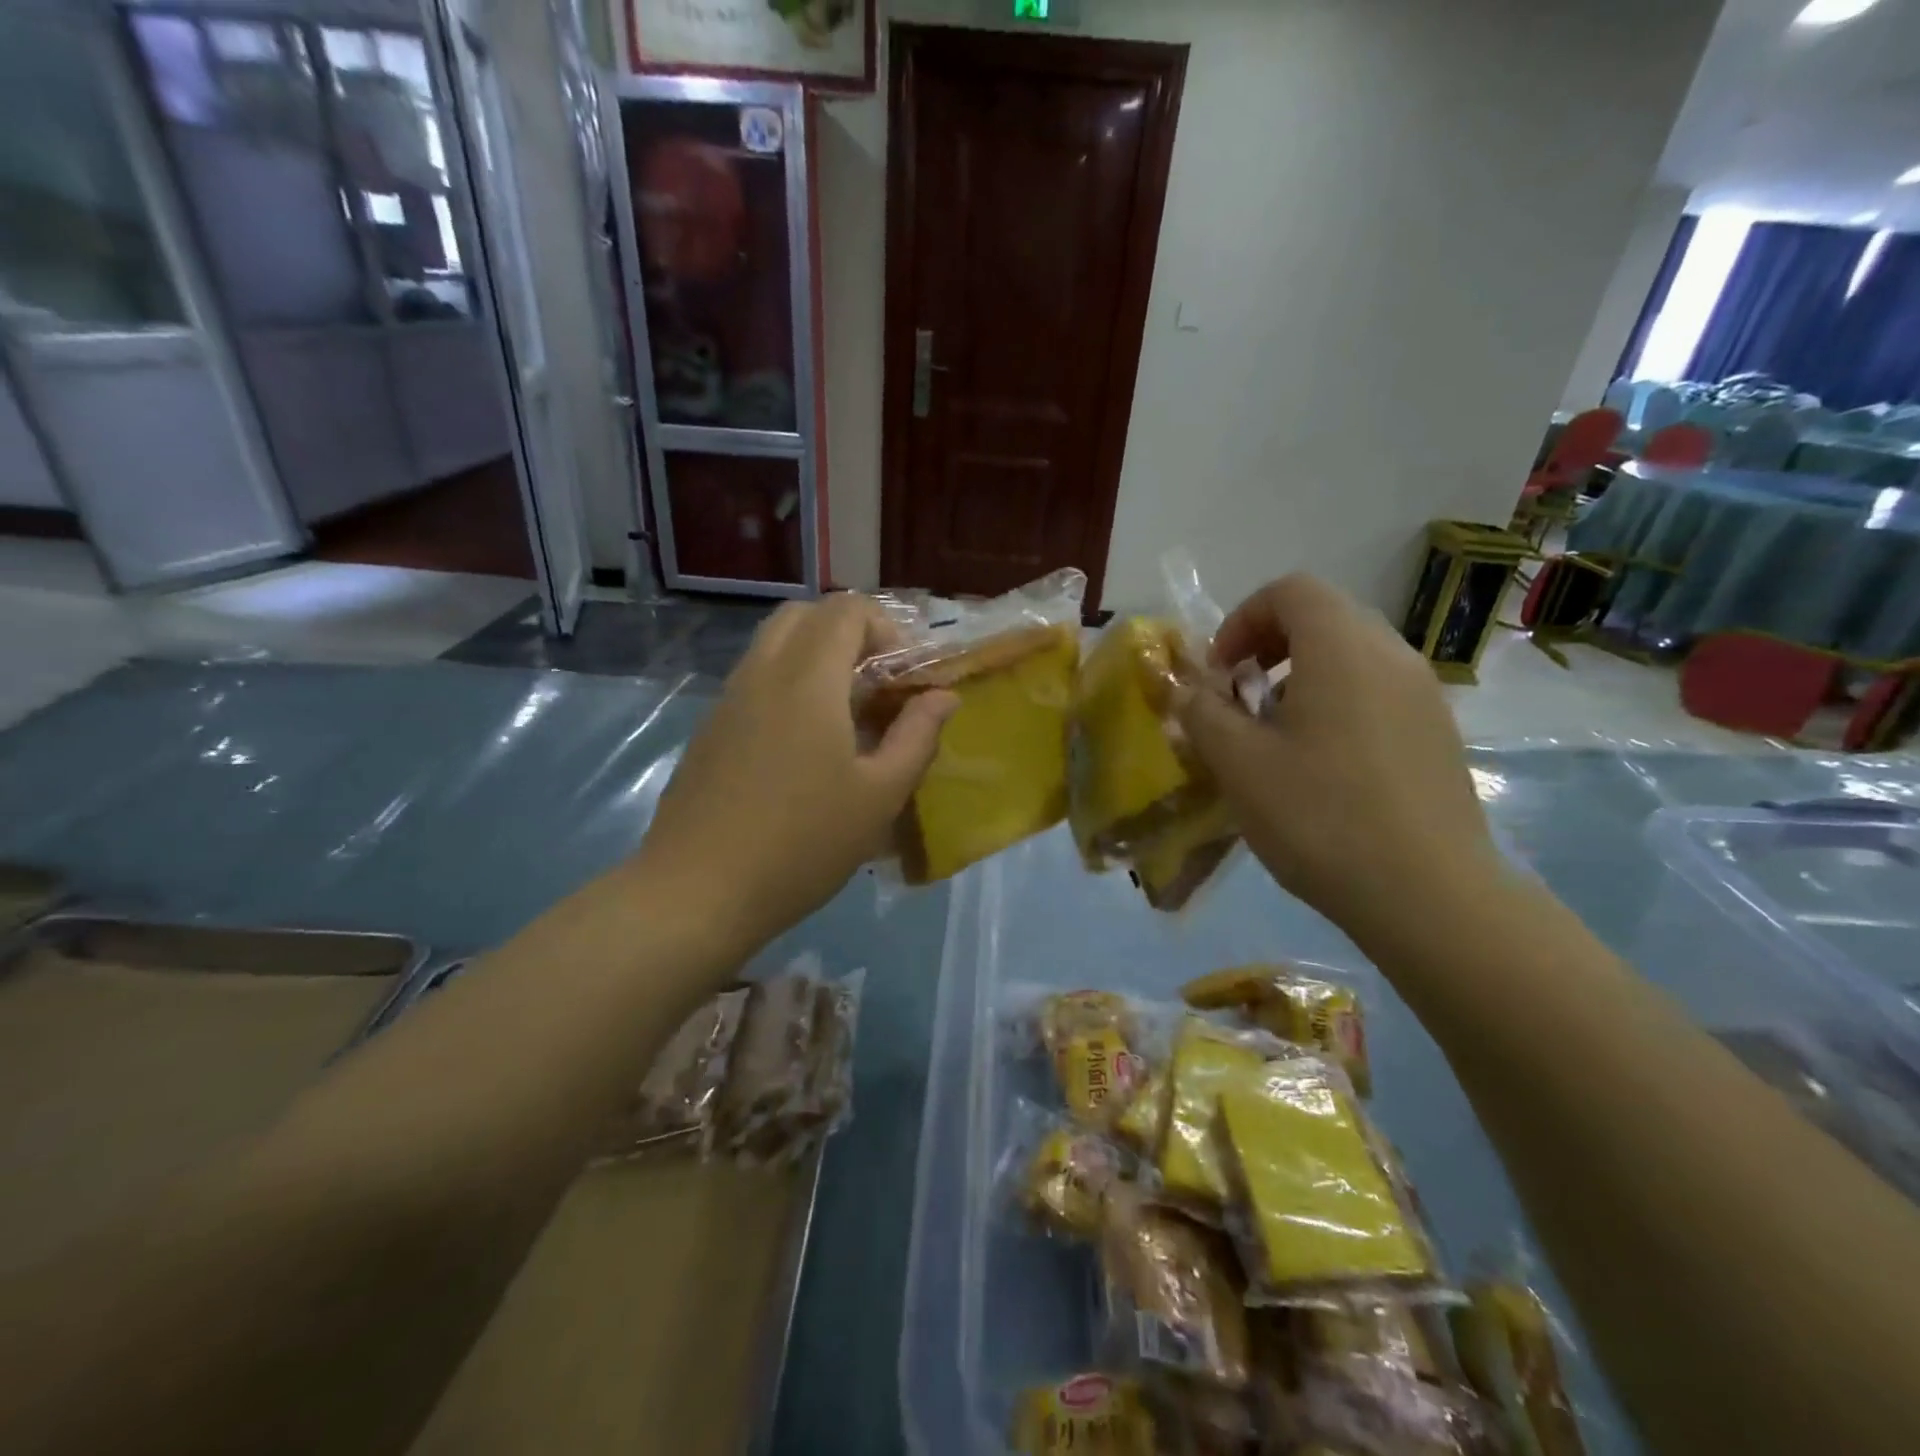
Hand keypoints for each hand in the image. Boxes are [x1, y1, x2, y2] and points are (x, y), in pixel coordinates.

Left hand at [636, 593, 957, 946]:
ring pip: (774, 643)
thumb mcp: (879, 796)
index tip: (905, 677)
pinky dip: (787, 682)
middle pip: (805, 614)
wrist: (698, 891)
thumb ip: (917, 737)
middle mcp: (762, 672)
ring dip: (816, 657)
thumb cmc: (803, 844)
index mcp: (808, 679)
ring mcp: (728, 698)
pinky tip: (803, 745)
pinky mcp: (710, 727)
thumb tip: (943, 696)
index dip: (886, 628)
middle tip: (876, 684)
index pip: (847, 609)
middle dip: (849, 633)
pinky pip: (755, 677)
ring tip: (845, 714)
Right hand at [1178, 574, 1502, 937]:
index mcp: (1342, 648)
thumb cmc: (1320, 816)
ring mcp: (1424, 694)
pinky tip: (1321, 766)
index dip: (1243, 620)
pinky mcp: (1438, 733)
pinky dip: (1337, 704)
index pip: (1290, 591)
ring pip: (1352, 657)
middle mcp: (1392, 655)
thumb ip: (1203, 713)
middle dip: (1269, 648)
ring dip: (1302, 677)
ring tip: (1276, 736)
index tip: (1221, 673)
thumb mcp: (1238, 763)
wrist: (1428, 894)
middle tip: (1241, 700)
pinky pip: (1377, 692)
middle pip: (1323, 618)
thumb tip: (1189, 692)